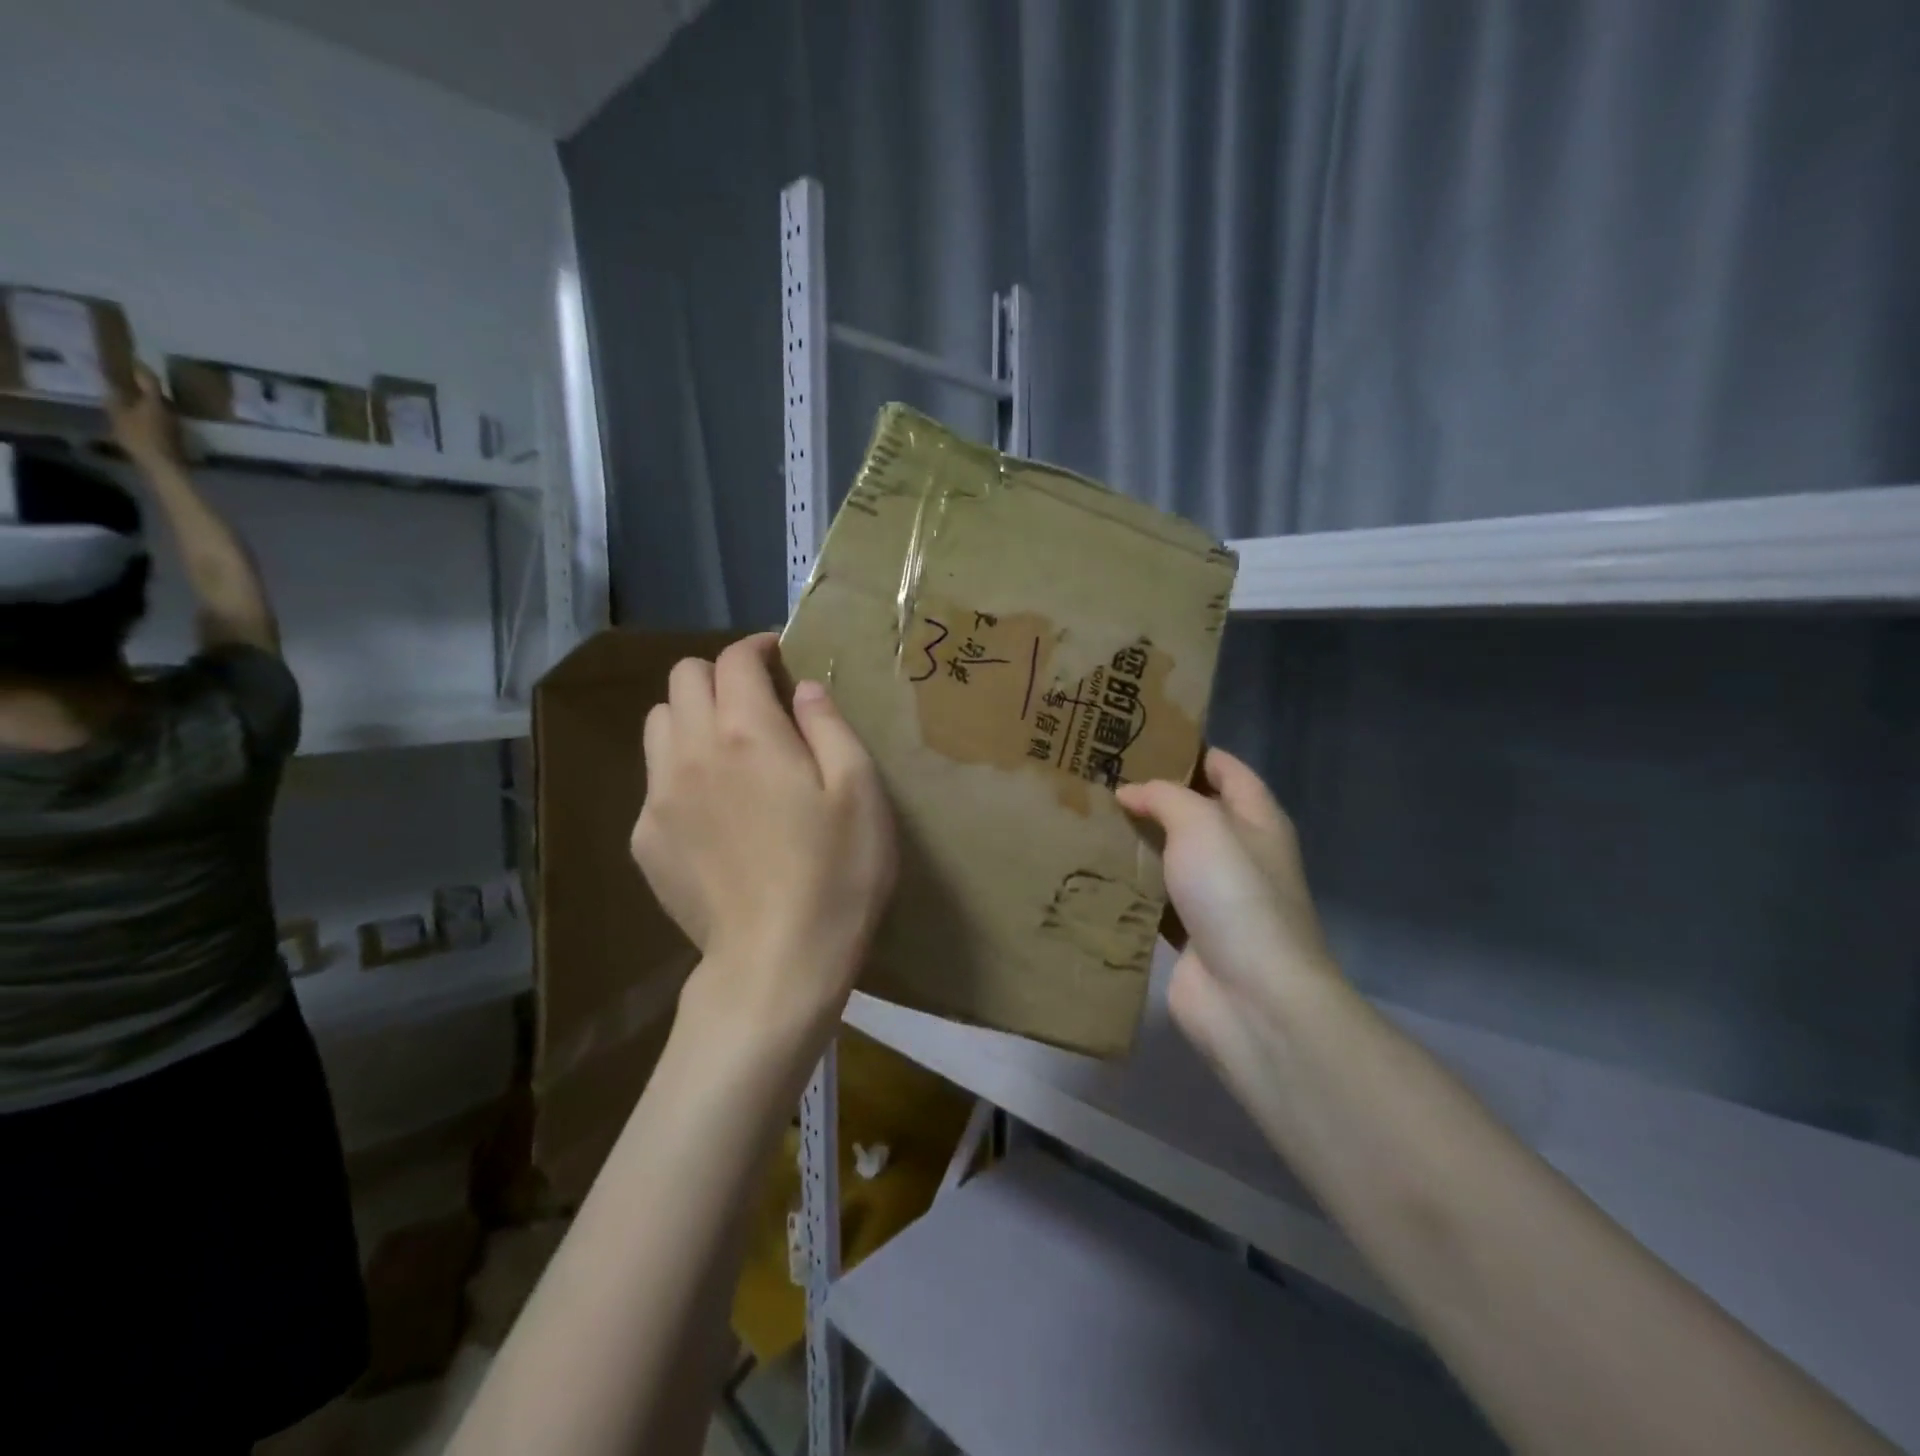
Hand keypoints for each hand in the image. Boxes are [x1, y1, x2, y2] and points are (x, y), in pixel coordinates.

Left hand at [107, 364, 185, 471]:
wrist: (163, 468)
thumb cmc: (155, 433)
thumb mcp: (153, 406)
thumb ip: (148, 386)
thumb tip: (139, 362)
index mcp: (115, 409)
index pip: (113, 391)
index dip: (121, 384)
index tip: (130, 378)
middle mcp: (118, 423)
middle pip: (124, 408)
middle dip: (135, 403)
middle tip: (151, 397)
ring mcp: (131, 441)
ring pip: (137, 423)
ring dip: (147, 419)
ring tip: (165, 415)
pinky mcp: (148, 454)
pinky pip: (151, 438)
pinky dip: (159, 433)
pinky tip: (171, 434)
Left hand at [630, 634, 896, 1047]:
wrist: (776, 964)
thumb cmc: (836, 874)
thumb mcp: (860, 791)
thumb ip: (829, 726)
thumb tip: (803, 688)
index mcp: (748, 733)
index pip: (733, 660)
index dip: (757, 647)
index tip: (780, 656)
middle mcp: (691, 752)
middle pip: (682, 680)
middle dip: (720, 675)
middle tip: (759, 701)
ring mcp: (659, 798)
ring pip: (657, 724)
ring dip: (692, 716)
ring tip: (731, 747)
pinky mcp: (646, 840)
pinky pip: (654, 780)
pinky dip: (681, 769)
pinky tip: (715, 808)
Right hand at [1117, 750, 1347, 1078]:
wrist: (1250, 995)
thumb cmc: (1235, 893)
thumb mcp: (1202, 824)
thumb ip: (1165, 797)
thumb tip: (1130, 793)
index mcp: (1257, 819)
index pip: (1227, 769)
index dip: (1191, 750)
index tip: (1142, 738)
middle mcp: (1239, 853)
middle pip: (1194, 812)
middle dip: (1152, 796)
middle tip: (1099, 778)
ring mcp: (1214, 897)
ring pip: (1169, 856)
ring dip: (1136, 842)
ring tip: (1085, 818)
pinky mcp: (1188, 934)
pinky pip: (1153, 899)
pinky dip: (1128, 886)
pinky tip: (1091, 871)